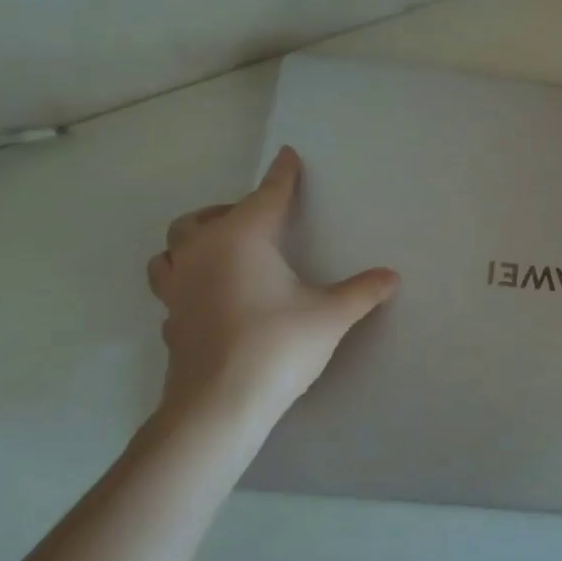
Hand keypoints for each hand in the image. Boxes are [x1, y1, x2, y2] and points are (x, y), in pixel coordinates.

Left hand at [146, 146, 398, 427]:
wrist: (220, 404)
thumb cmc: (277, 346)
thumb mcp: (330, 315)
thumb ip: (362, 291)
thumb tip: (392, 276)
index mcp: (240, 239)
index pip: (266, 196)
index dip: (281, 176)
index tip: (287, 156)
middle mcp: (201, 254)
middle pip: (203, 218)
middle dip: (228, 210)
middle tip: (256, 221)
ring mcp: (177, 289)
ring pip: (172, 251)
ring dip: (193, 243)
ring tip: (219, 253)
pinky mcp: (169, 321)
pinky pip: (172, 289)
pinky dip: (188, 283)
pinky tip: (209, 299)